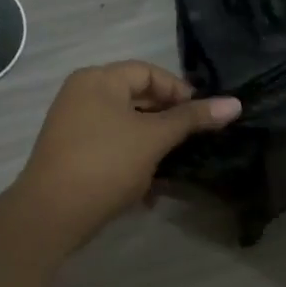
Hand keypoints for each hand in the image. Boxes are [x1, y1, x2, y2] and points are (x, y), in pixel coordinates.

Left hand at [12, 62, 239, 250]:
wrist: (51, 214)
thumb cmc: (106, 164)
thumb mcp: (154, 138)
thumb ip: (192, 119)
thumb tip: (235, 103)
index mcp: (98, 79)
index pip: (148, 72)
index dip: (179, 91)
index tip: (204, 116)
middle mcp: (82, 94)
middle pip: (136, 98)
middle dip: (167, 121)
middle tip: (194, 141)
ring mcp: (73, 125)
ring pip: (125, 126)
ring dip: (152, 145)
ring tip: (174, 166)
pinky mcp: (71, 153)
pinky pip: (110, 147)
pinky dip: (131, 160)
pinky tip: (148, 191)